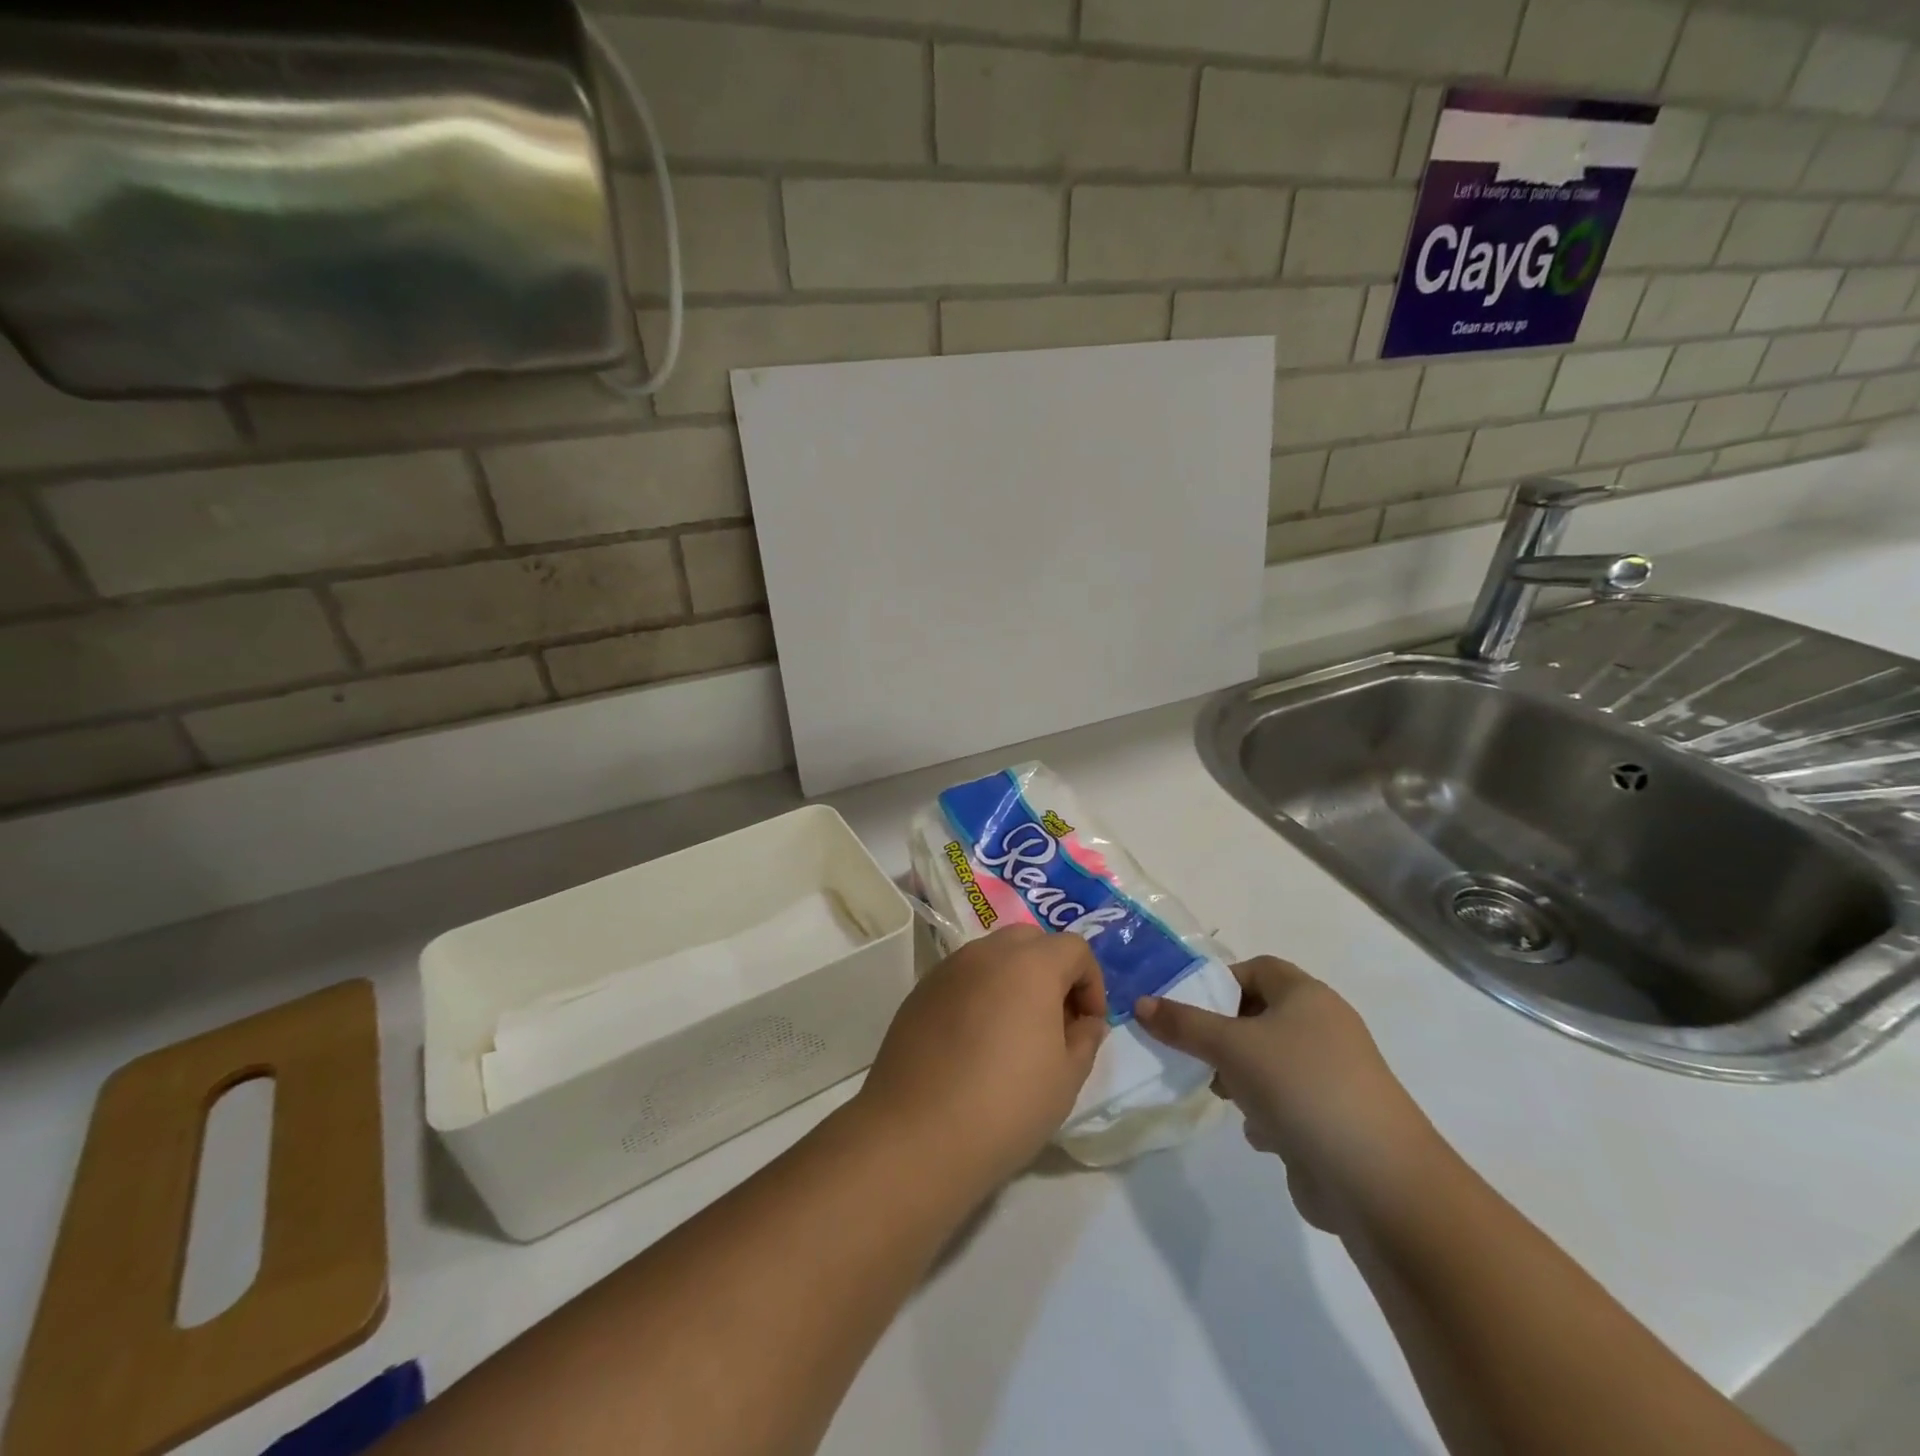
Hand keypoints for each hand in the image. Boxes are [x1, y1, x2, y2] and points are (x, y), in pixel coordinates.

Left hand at [858, 925, 1107, 1189]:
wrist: (917, 1134)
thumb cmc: (1006, 1106)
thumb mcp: (1066, 1078)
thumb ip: (1085, 1039)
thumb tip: (1086, 1021)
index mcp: (1030, 965)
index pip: (1074, 948)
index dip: (1092, 983)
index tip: (1089, 1025)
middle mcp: (987, 953)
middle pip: (1031, 940)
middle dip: (1053, 970)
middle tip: (1056, 1020)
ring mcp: (948, 968)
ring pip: (993, 955)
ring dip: (1014, 979)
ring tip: (1015, 1032)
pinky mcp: (921, 991)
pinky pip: (963, 977)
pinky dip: (980, 993)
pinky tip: (976, 1041)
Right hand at [1136, 956, 1439, 1234]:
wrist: (1377, 1181)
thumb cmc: (1300, 1088)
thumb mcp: (1230, 1047)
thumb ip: (1182, 1024)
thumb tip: (1140, 1003)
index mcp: (1307, 996)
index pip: (1257, 969)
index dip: (1221, 983)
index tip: (1190, 1010)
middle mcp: (1324, 1028)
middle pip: (1259, 1016)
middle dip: (1224, 1037)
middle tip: (1198, 1055)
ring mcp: (1333, 1076)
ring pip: (1270, 1062)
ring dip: (1242, 1078)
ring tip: (1225, 1097)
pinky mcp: (1334, 1120)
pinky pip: (1287, 1102)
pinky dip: (1268, 1113)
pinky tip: (1261, 1135)